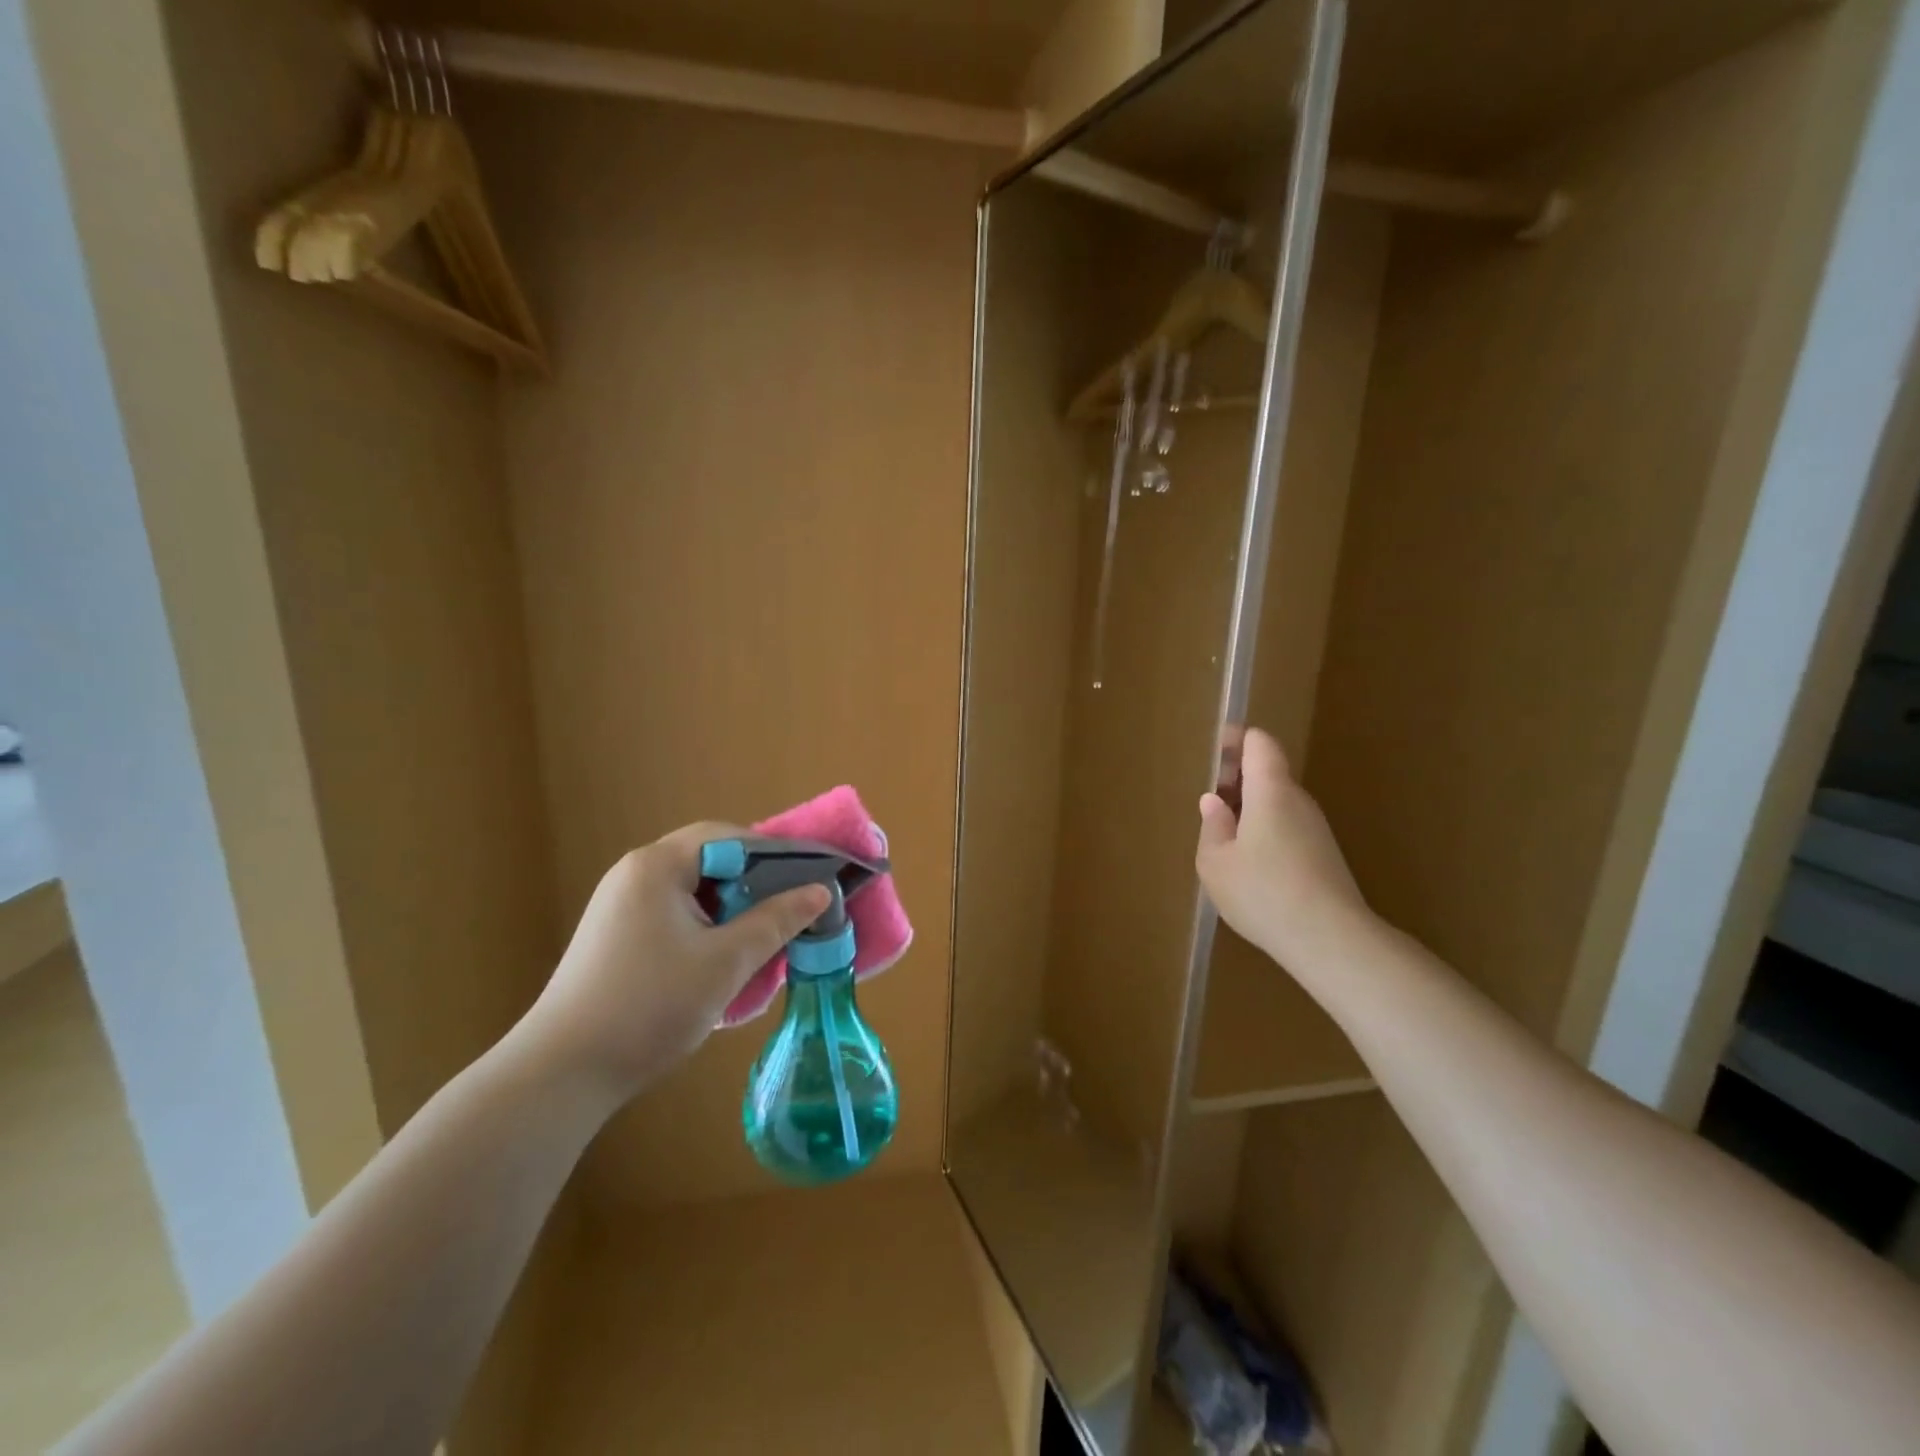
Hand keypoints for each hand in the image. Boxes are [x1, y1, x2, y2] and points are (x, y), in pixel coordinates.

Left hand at [516, 823, 829, 1103]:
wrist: (562, 1074)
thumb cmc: (651, 1004)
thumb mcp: (727, 961)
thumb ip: (776, 920)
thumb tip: (820, 891)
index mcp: (657, 866)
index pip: (727, 837)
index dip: (774, 853)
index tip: (810, 877)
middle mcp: (635, 874)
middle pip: (710, 860)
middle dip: (755, 882)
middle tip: (793, 908)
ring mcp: (621, 906)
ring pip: (694, 890)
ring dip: (733, 907)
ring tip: (766, 935)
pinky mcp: (617, 937)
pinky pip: (676, 914)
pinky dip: (709, 926)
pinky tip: (727, 957)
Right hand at [1196, 727, 1369, 965]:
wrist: (1330, 939)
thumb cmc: (1262, 892)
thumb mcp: (1216, 862)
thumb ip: (1212, 826)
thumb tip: (1214, 801)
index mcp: (1270, 792)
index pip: (1260, 744)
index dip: (1237, 739)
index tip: (1214, 749)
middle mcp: (1298, 802)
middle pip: (1268, 774)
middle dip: (1237, 781)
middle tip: (1210, 804)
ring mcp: (1316, 829)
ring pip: (1278, 804)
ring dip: (1250, 811)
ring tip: (1223, 841)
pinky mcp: (1325, 855)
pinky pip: (1288, 829)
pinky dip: (1265, 834)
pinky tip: (1251, 868)